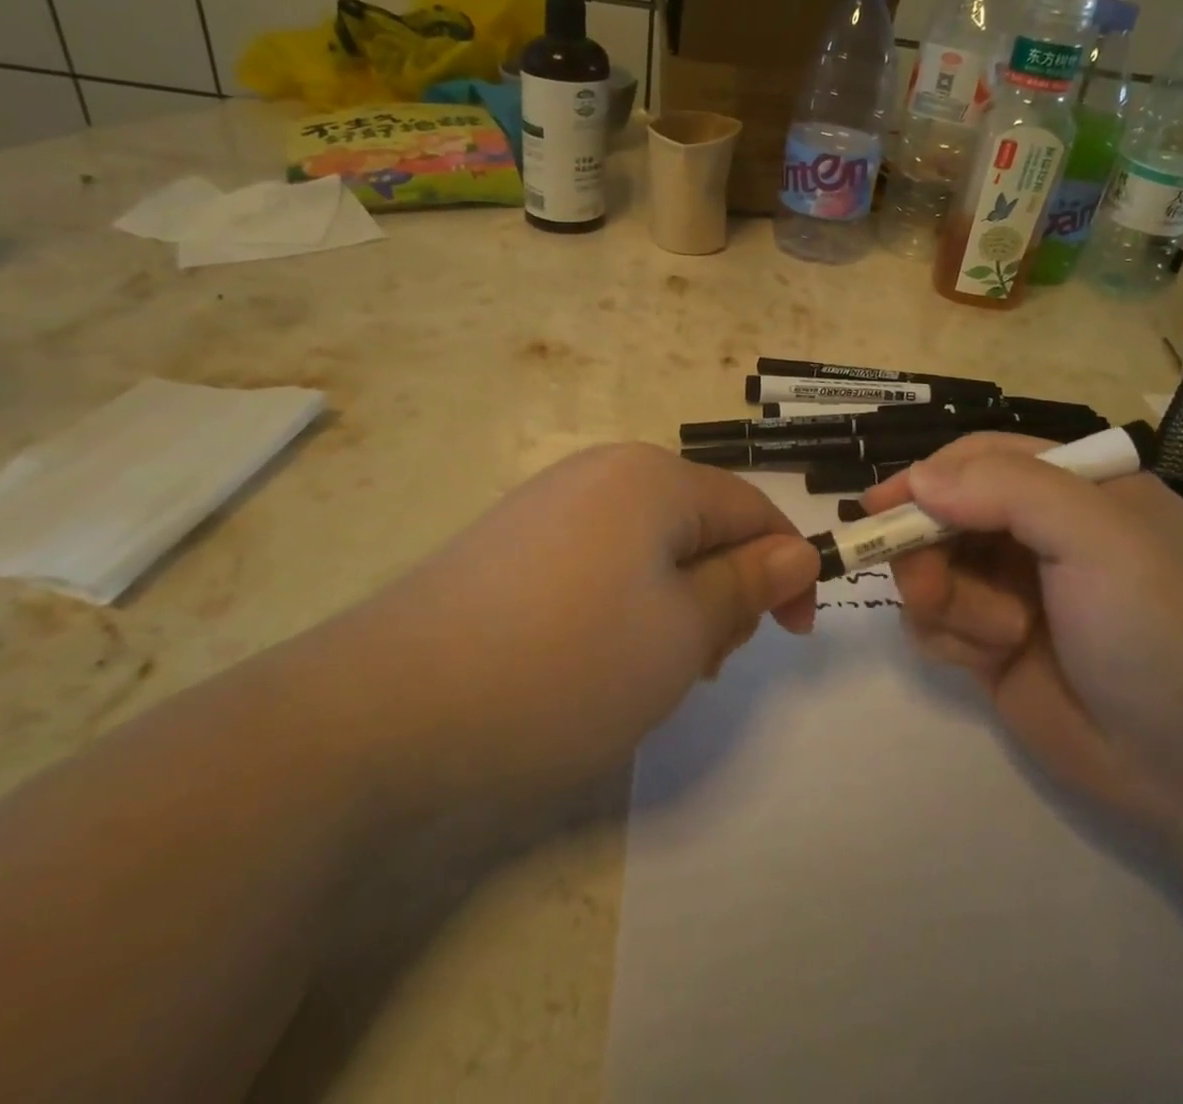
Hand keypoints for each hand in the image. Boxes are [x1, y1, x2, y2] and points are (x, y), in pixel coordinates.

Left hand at [301, 443, 821, 807]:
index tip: (792, 636)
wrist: (387, 710)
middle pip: (699, 525)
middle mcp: (602, 473)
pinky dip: (623, 607)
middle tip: (704, 664)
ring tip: (648, 671)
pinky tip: (594, 659)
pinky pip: (599, 563)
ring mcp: (549, 505)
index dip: (787, 569)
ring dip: (675, 604)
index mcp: (653, 477)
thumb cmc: (565, 666)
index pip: (752, 509)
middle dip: (723, 590)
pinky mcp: (512, 544)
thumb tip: (795, 553)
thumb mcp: (683, 634)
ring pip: (650, 549)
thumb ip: (747, 586)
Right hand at [864, 434, 1182, 840]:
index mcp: (1075, 488)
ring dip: (946, 599)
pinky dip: (949, 636)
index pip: (980, 457)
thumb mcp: (1099, 538)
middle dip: (927, 547)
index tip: (880, 506)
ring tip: (996, 637)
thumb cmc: (1162, 630)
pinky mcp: (991, 643)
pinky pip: (933, 620)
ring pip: (930, 568)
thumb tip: (918, 479)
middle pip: (943, 513)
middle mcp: (1039, 532)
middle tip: (930, 585)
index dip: (927, 476)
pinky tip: (989, 661)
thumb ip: (1007, 490)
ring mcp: (1012, 589)